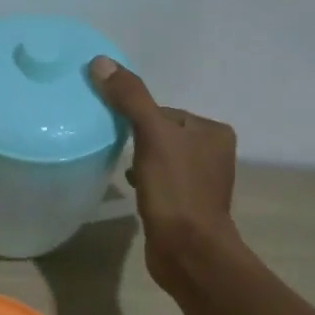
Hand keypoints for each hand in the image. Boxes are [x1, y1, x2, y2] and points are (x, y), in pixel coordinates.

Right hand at [90, 56, 242, 286]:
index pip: (165, 111)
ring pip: (160, 159)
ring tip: (121, 170)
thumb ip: (130, 99)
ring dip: (140, 162)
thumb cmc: (176, 191)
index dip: (137, 117)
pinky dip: (145, 182)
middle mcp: (213, 153)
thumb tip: (101, 62)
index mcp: (213, 132)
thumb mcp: (152, 137)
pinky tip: (131, 190)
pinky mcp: (187, 206)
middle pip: (162, 134)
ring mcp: (201, 182)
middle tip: (114, 149)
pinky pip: (161, 182)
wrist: (188, 251)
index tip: (115, 129)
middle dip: (137, 140)